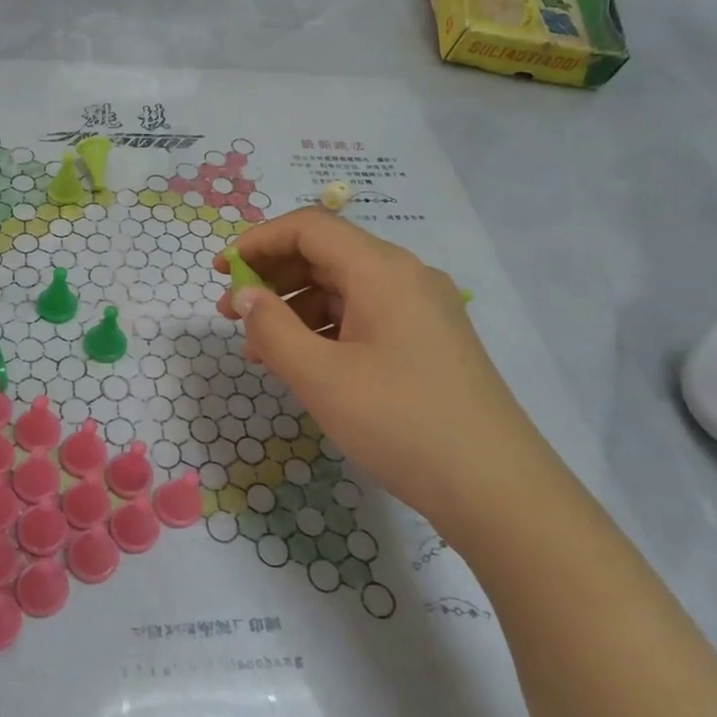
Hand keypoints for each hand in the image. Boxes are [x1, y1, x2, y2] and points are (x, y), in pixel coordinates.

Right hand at [216, 208, 566, 530]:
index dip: (258, 241)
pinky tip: (302, 363)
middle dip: (272, 277)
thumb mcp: (320, 377)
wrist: (496, 488)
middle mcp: (406, 276)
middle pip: (326, 254)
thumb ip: (271, 329)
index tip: (221, 271)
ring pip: (344, 289)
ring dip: (295, 308)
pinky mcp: (428, 341)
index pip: (309, 227)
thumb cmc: (400, 423)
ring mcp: (422, 309)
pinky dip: (325, 330)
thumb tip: (244, 295)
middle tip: (230, 313)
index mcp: (382, 270)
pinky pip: (364, 317)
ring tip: (258, 349)